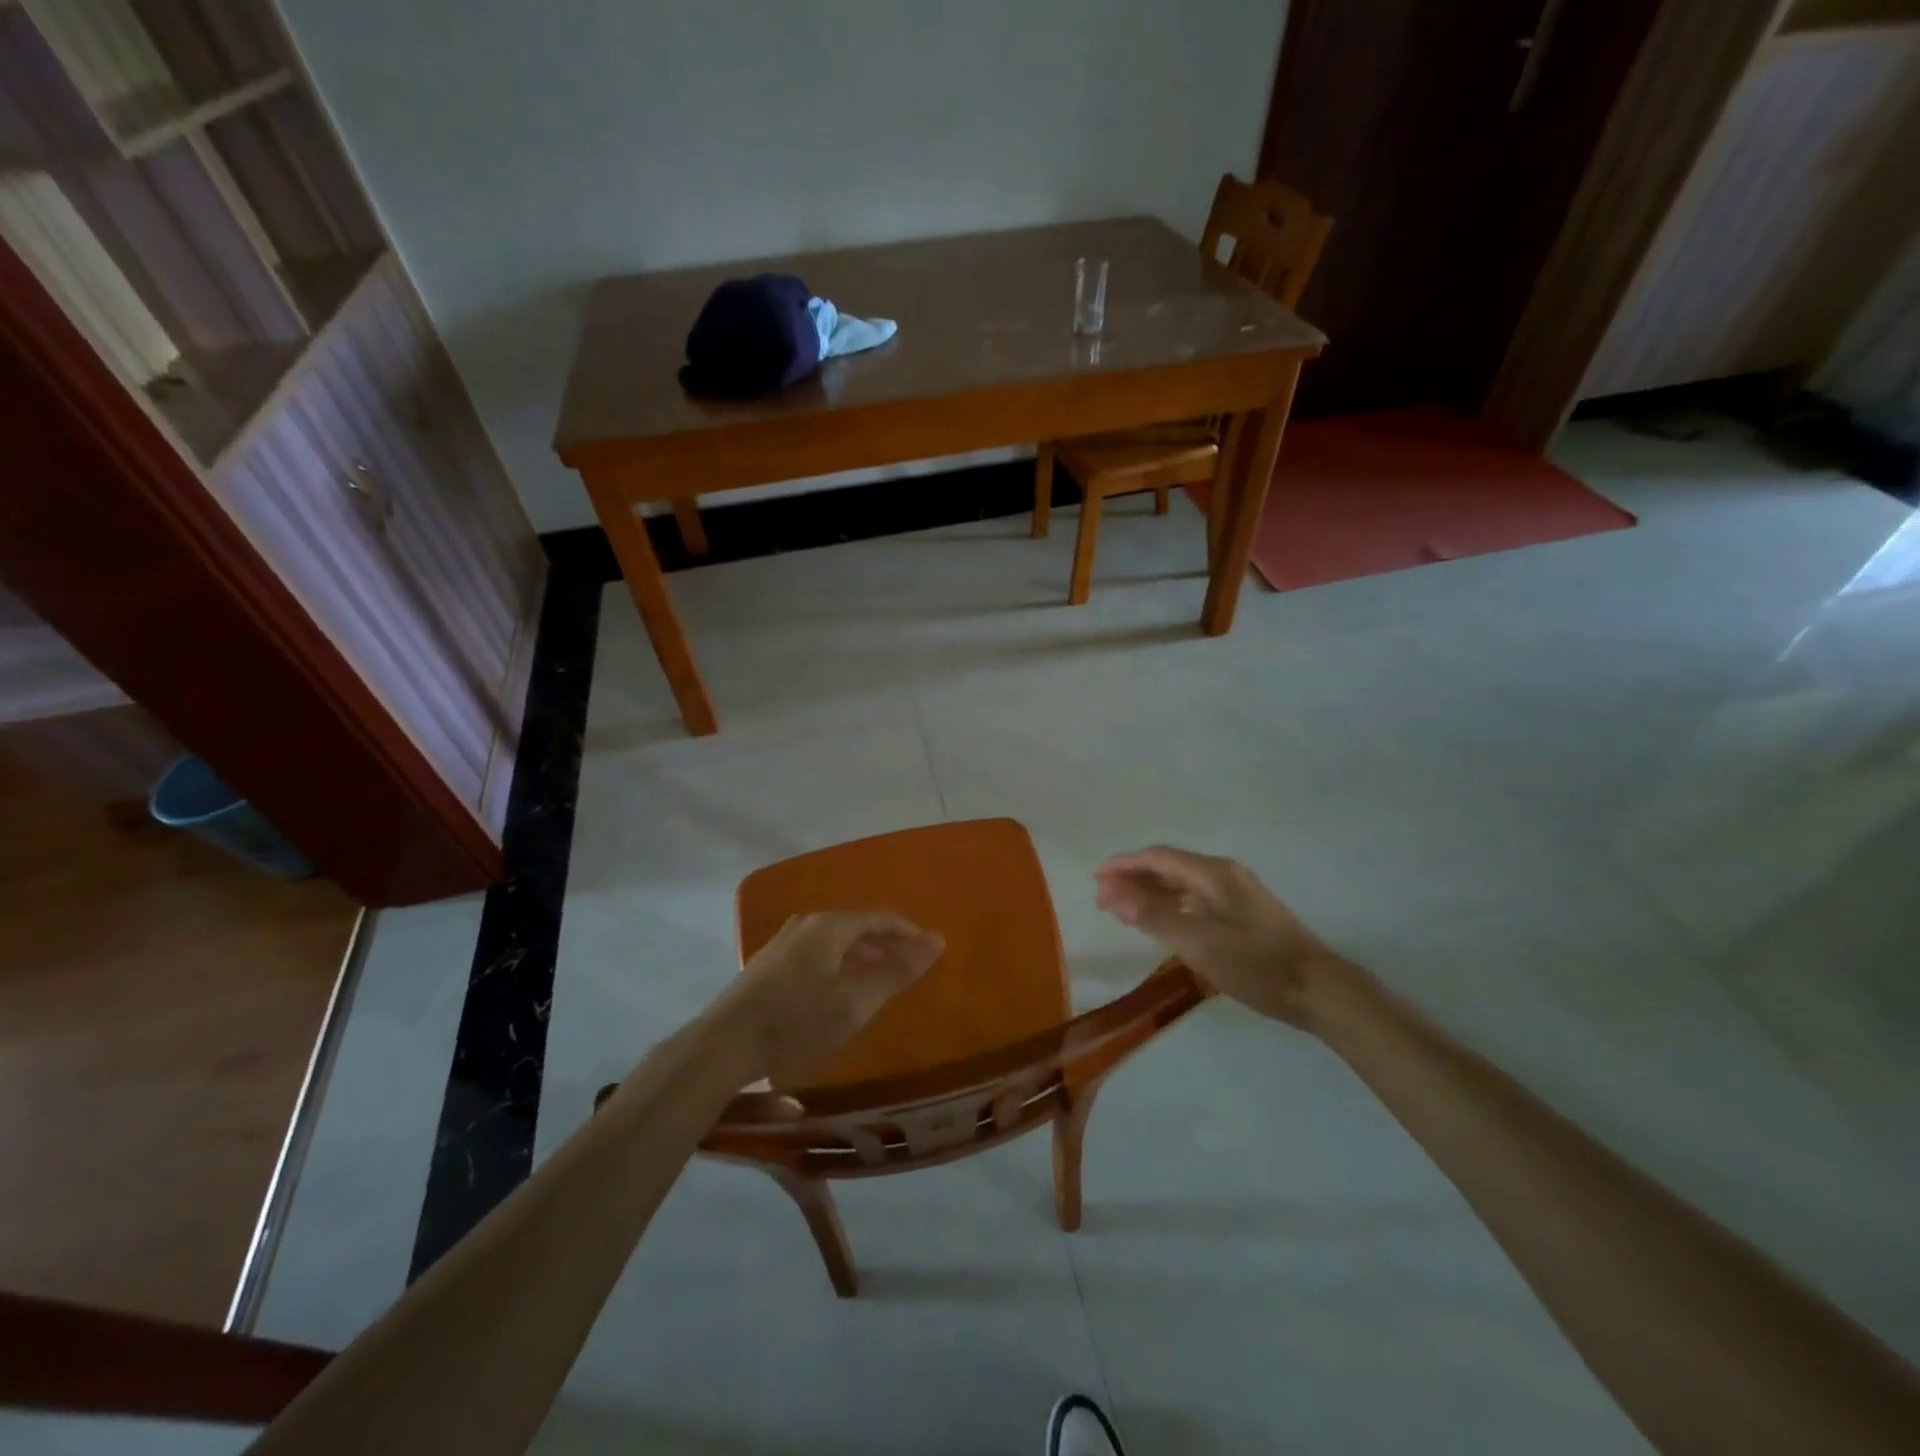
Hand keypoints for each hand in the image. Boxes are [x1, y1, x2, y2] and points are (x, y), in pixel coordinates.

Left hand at [712, 912, 944, 1085]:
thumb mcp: (855, 1003)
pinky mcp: (769, 964)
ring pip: (835, 941)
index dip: (908, 933)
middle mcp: (806, 924)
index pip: (880, 918)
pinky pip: (817, 954)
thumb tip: (937, 940)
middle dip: (886, 945)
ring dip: (862, 956)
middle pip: (857, 926)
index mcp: (830, 926)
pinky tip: (839, 991)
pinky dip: (839, 965)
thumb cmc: (796, 1022)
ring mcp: (783, 942)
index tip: (929, 952)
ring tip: (879, 981)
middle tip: (909, 969)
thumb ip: (896, 972)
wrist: (723, 1046)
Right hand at [1095, 846, 1339, 1027]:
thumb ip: (1155, 917)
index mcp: (1213, 873)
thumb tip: (1117, 896)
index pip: (1158, 858)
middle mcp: (1223, 874)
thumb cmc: (1257, 964)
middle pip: (1168, 867)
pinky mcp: (1243, 912)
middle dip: (1133, 879)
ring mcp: (1235, 892)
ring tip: (1121, 910)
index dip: (1124, 864)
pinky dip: (1170, 905)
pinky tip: (1158, 921)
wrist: (1319, 989)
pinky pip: (1195, 898)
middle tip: (1102, 899)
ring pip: (1181, 884)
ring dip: (1149, 893)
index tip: (1095, 877)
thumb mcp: (1200, 943)